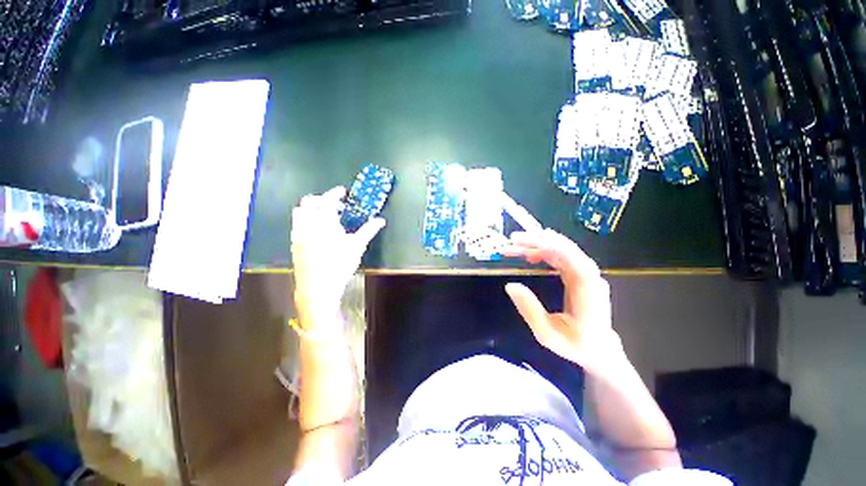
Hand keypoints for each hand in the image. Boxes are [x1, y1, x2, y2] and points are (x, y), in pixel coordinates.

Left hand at [291, 186, 384, 332]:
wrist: (318, 286)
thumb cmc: (340, 264)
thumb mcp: (357, 245)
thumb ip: (369, 230)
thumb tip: (381, 220)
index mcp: (323, 221)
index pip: (327, 200)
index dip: (335, 193)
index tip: (343, 191)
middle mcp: (307, 223)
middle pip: (308, 202)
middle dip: (321, 199)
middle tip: (335, 206)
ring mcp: (298, 233)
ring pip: (300, 212)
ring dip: (312, 209)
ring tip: (326, 217)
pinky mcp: (295, 243)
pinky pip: (297, 224)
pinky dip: (307, 219)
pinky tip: (318, 231)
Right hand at [502, 229, 622, 375]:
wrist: (600, 352)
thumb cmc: (576, 345)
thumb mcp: (547, 333)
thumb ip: (529, 309)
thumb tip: (509, 285)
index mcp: (586, 287)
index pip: (567, 254)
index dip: (543, 243)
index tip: (519, 242)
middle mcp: (589, 275)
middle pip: (564, 246)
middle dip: (536, 240)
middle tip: (511, 240)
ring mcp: (587, 274)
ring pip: (561, 249)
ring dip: (537, 245)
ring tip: (515, 247)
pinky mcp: (581, 275)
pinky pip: (561, 257)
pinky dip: (544, 252)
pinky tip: (529, 255)